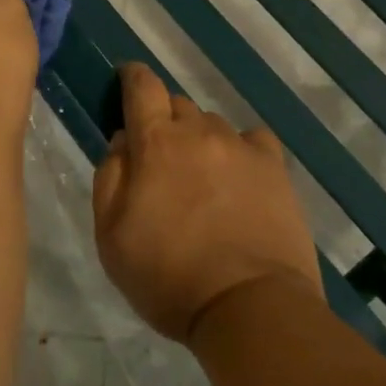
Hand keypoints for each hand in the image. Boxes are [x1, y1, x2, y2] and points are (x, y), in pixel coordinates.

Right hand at [93, 64, 322, 344]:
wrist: (250, 307)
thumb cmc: (169, 277)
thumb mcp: (111, 236)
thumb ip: (110, 177)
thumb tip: (123, 141)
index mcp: (157, 142)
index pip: (142, 86)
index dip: (132, 77)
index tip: (127, 81)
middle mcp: (200, 132)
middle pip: (178, 105)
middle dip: (164, 122)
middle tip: (161, 160)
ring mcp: (242, 148)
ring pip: (212, 125)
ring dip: (200, 141)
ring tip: (202, 179)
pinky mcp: (275, 169)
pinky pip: (252, 141)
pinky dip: (240, 150)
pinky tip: (239, 177)